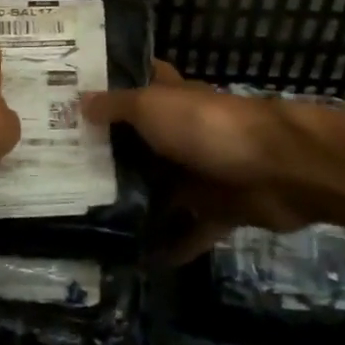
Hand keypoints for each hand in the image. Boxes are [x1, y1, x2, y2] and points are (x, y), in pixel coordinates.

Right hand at [84, 64, 311, 261]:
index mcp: (173, 98)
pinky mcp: (221, 209)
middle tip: (64, 166)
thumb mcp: (153, 108)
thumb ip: (117, 107)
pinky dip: (172, 246)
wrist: (280, 168)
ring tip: (88, 218)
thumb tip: (81, 102)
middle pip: (143, 140)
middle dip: (112, 151)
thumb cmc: (208, 127)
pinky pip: (191, 231)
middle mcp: (186, 132)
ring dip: (136, 201)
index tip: (74, 97)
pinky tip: (138, 262)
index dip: (112, 84)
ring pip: (163, 187)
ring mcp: (204, 171)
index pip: (140, 82)